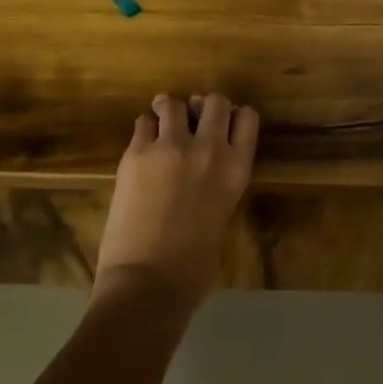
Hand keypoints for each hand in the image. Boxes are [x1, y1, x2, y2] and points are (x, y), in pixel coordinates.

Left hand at [96, 93, 259, 312]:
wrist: (148, 282)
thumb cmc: (193, 268)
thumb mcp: (221, 216)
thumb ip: (217, 185)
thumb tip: (203, 174)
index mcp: (237, 169)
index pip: (246, 117)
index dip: (233, 117)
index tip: (222, 125)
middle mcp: (209, 148)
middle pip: (214, 101)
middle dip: (202, 107)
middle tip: (191, 121)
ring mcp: (171, 146)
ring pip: (173, 103)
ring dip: (169, 111)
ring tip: (161, 124)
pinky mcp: (136, 153)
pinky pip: (142, 122)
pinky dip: (144, 128)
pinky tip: (142, 146)